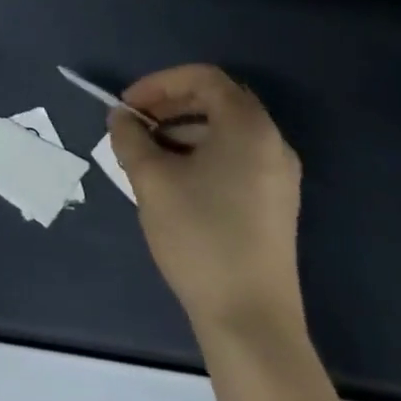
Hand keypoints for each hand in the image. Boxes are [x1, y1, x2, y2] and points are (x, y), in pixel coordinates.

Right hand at [109, 63, 303, 339]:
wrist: (250, 321)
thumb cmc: (199, 237)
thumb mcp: (151, 179)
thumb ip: (130, 137)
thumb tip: (121, 117)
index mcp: (248, 128)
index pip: (204, 78)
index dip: (160, 83)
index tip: (129, 105)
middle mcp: (272, 143)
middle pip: (217, 101)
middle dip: (170, 105)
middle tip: (135, 124)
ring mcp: (278, 176)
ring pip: (225, 130)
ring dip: (182, 130)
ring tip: (147, 154)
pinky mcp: (275, 203)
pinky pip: (235, 157)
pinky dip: (201, 153)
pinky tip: (174, 180)